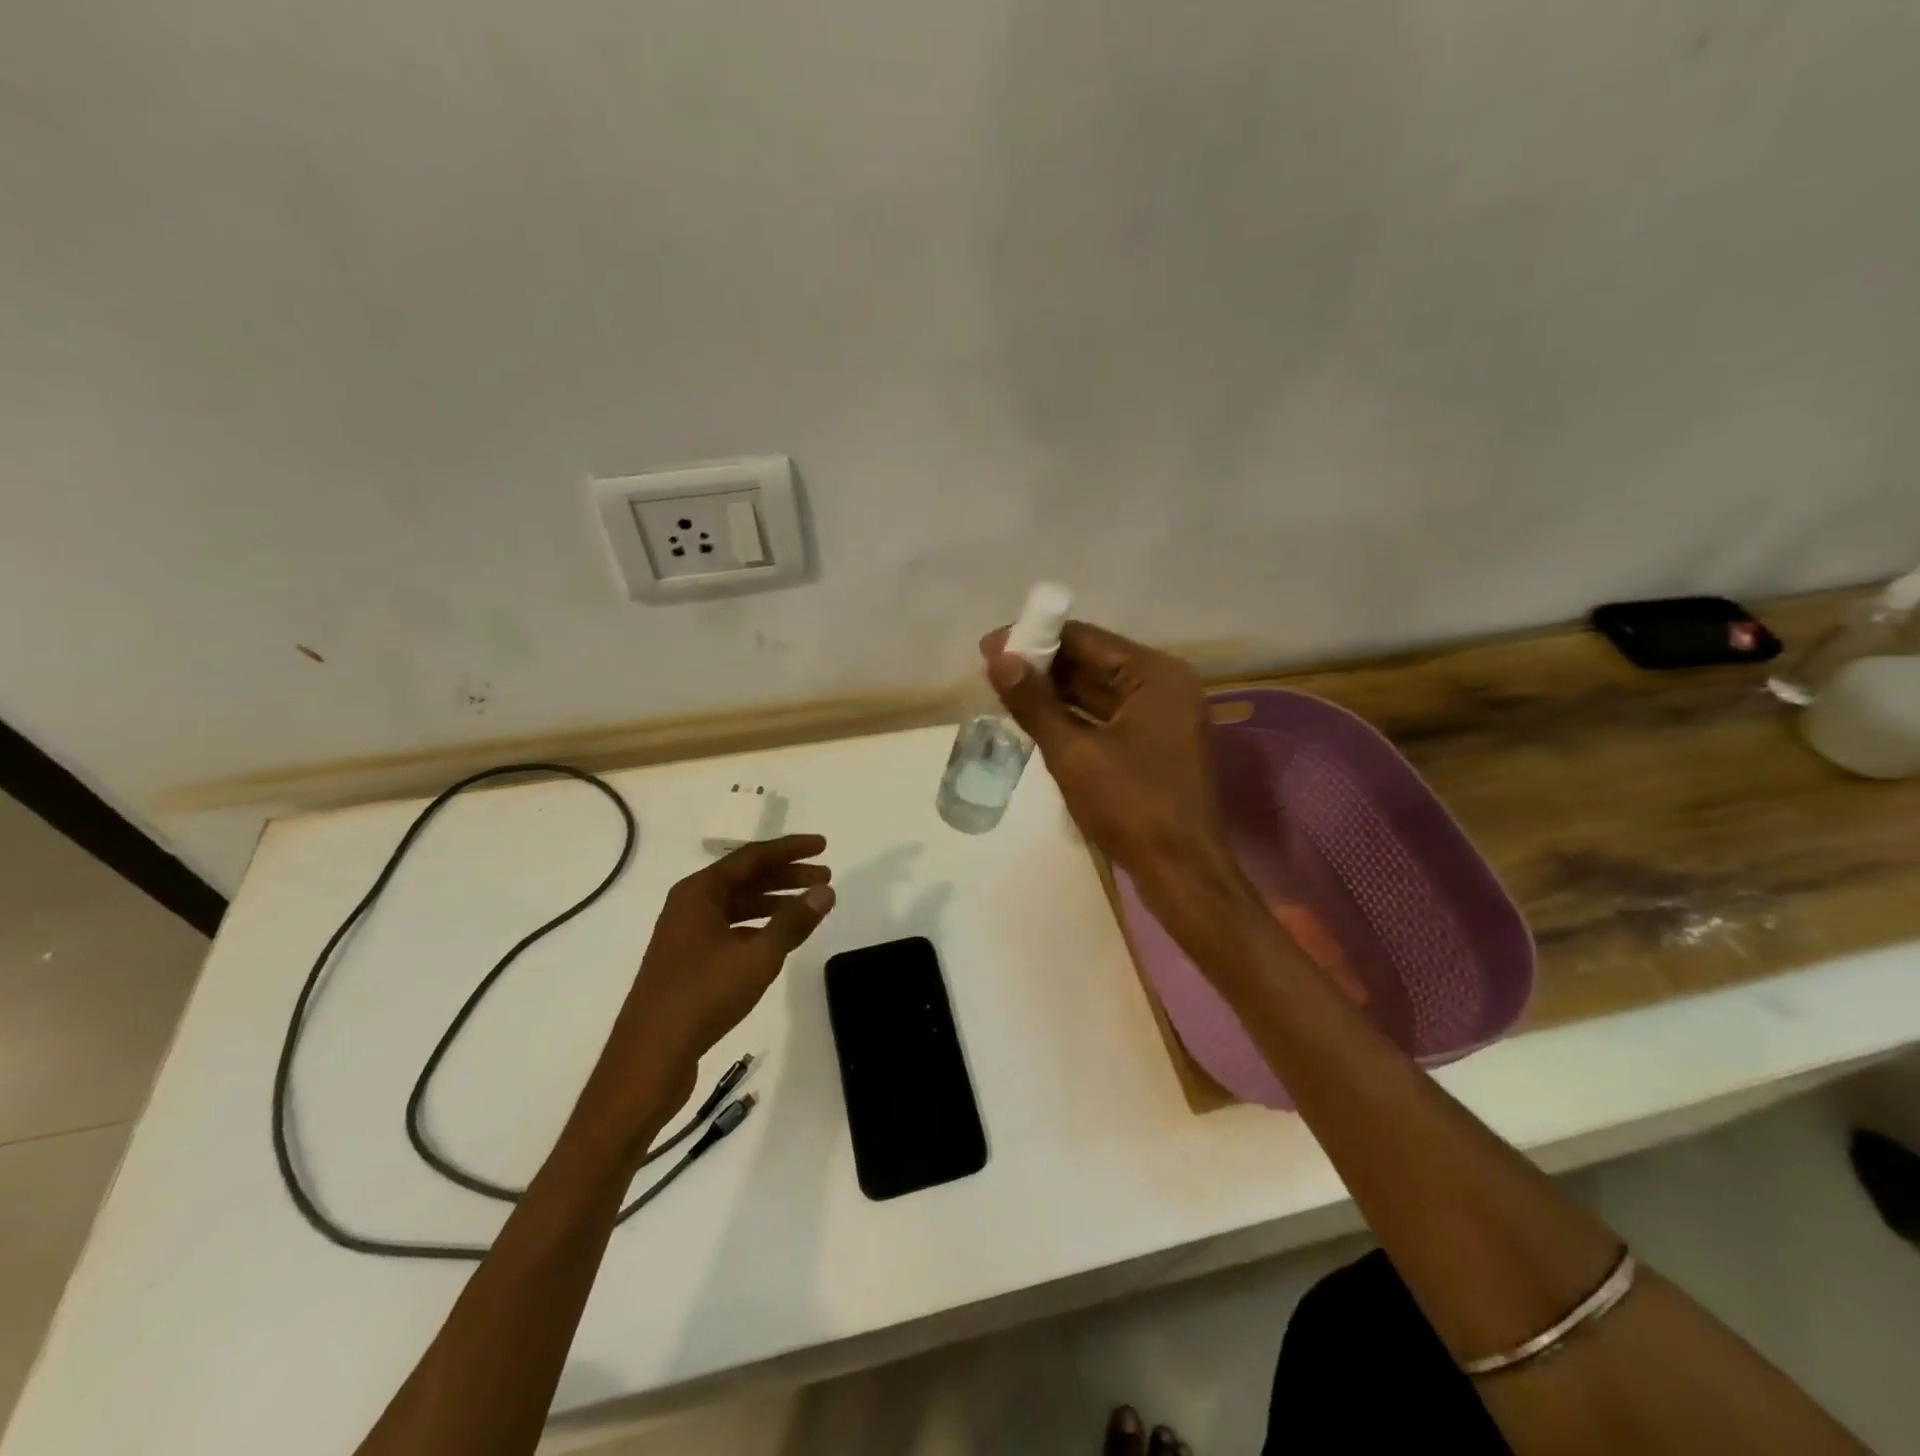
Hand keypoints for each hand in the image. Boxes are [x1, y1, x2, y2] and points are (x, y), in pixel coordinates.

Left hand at [594, 836, 834, 1119]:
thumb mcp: (757, 956)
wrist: (649, 1058)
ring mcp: (686, 934)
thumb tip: (825, 891)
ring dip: (774, 902)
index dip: (790, 849)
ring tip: (809, 907)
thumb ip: (793, 921)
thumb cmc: (703, 996)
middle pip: (745, 878)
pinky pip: (730, 928)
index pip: (752, 857)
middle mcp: (689, 905)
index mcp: (698, 892)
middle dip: (787, 876)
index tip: (823, 846)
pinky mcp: (688, 961)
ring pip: (738, 905)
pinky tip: (778, 939)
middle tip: (825, 878)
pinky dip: (758, 926)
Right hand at [980, 621, 1232, 891]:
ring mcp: (1164, 716)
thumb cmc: (1130, 806)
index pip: (1087, 639)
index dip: (1036, 638)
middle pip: (1095, 662)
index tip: (991, 646)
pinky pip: (1109, 716)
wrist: (1181, 872)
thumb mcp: (1073, 752)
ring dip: (1057, 691)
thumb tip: (997, 660)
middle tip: (992, 668)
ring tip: (1005, 689)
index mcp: (1156, 675)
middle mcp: (1166, 686)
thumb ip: (1034, 703)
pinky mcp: (1157, 744)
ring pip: (1101, 691)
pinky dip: (1076, 715)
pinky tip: (1038, 716)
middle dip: (1044, 665)